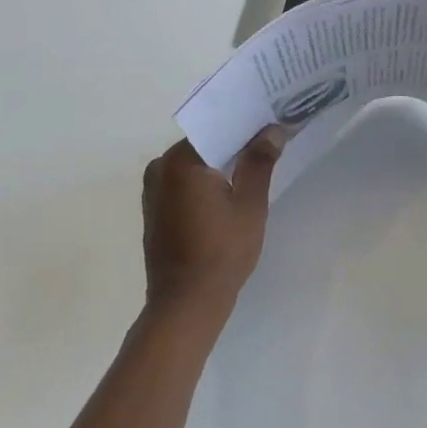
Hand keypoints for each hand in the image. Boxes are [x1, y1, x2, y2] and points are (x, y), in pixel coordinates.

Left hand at [140, 132, 281, 324]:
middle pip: (205, 144)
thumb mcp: (249, 204)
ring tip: (257, 160)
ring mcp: (154, 190)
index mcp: (180, 161)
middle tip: (271, 138)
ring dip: (221, 162)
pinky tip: (231, 188)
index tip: (272, 121)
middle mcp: (160, 168)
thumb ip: (259, 161)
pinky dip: (207, 180)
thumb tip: (272, 130)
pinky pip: (185, 182)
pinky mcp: (156, 209)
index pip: (218, 127)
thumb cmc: (221, 253)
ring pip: (195, 163)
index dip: (247, 124)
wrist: (185, 306)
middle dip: (236, 142)